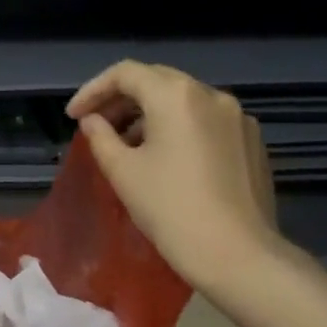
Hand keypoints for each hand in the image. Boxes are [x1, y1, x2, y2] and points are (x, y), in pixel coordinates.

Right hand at [66, 61, 280, 292]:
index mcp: (176, 95)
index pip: (126, 73)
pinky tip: (168, 159)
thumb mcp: (123, 172)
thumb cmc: (170, 209)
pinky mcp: (252, 141)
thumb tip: (93, 121)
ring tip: (128, 145)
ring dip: (151, 114)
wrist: (235, 253)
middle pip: (157, 81)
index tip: (73, 117)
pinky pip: (207, 122)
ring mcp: (238, 117)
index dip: (93, 90)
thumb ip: (101, 137)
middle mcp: (212, 94)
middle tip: (96, 125)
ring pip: (184, 101)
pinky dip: (180, 129)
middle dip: (122, 99)